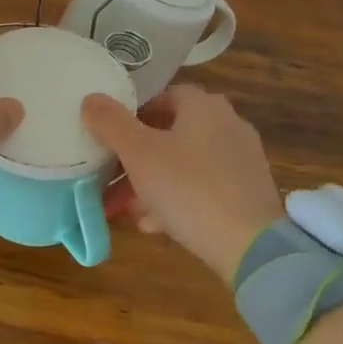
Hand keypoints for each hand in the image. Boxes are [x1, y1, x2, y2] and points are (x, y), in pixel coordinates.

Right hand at [81, 84, 282, 284]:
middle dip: (136, 156)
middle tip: (110, 177)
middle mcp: (227, 125)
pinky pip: (202, 188)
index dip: (132, 114)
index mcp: (204, 106)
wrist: (251, 247)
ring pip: (184, 164)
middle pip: (170, 133)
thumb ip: (111, 123)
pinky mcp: (248, 194)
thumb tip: (91, 98)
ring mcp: (241, 160)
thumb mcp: (139, 154)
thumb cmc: (189, 188)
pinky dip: (177, 199)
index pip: (162, 96)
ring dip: (152, 182)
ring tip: (126, 208)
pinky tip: (154, 224)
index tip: (109, 137)